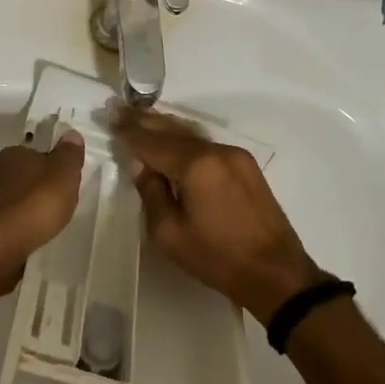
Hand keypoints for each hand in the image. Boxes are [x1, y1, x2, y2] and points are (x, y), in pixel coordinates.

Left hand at [0, 131, 86, 294]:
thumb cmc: (34, 204)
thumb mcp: (62, 174)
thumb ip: (69, 155)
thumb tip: (71, 133)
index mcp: (15, 154)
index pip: (39, 152)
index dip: (56, 165)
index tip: (70, 182)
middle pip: (30, 177)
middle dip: (45, 190)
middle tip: (65, 205)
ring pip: (22, 202)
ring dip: (35, 212)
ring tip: (53, 225)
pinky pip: (16, 225)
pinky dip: (26, 230)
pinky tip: (37, 239)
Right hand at [114, 109, 321, 322]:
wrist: (275, 273)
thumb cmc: (216, 258)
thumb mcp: (168, 233)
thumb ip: (151, 192)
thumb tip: (140, 164)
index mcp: (195, 165)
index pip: (152, 142)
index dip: (129, 132)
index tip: (109, 119)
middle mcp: (216, 151)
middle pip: (173, 130)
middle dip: (144, 121)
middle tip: (119, 110)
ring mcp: (235, 156)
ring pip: (192, 135)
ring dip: (165, 127)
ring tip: (141, 119)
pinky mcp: (246, 167)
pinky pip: (206, 145)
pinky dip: (184, 140)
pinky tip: (172, 140)